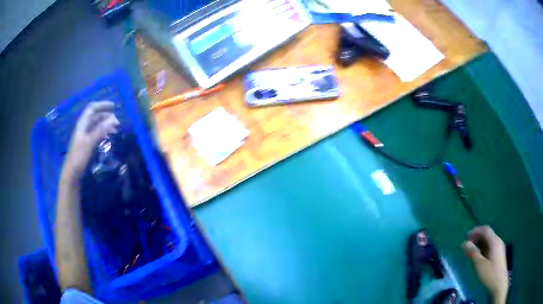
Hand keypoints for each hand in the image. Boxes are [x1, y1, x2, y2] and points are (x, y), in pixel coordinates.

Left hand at [62, 101, 119, 179]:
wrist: (72, 174)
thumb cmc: (79, 157)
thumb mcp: (89, 142)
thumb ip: (100, 130)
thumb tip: (113, 119)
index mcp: (82, 124)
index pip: (92, 108)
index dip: (102, 105)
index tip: (114, 106)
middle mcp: (84, 127)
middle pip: (95, 116)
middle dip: (106, 115)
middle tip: (117, 121)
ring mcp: (85, 136)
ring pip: (96, 125)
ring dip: (106, 124)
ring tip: (115, 129)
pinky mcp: (87, 145)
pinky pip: (96, 134)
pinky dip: (103, 133)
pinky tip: (109, 137)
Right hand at [463, 226, 508, 303]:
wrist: (499, 283)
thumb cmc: (490, 274)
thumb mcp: (480, 265)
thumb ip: (473, 253)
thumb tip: (465, 243)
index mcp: (494, 241)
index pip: (485, 230)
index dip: (475, 231)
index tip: (466, 237)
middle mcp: (498, 241)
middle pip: (487, 235)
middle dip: (476, 238)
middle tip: (466, 246)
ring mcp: (499, 248)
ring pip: (488, 241)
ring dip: (479, 244)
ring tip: (470, 253)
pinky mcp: (498, 254)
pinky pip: (490, 247)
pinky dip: (483, 249)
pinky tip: (478, 257)